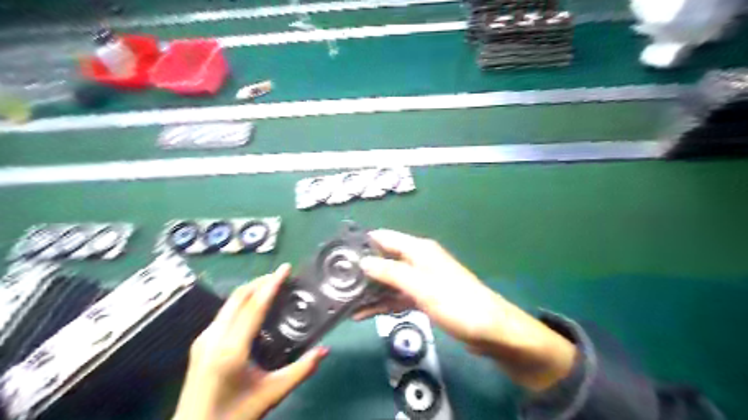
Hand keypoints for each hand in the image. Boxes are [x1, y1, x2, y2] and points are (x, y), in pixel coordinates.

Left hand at [176, 266, 328, 419]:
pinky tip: (255, 307)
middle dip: (261, 282)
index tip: (286, 268)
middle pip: (239, 297)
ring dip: (251, 290)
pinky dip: (242, 302)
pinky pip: (224, 312)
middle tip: (282, 276)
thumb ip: (301, 370)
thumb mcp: (272, 394)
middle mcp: (213, 337)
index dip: (272, 284)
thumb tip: (325, 349)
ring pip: (229, 303)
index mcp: (231, 349)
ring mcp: (204, 339)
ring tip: (272, 287)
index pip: (254, 307)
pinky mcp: (201, 343)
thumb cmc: (235, 415)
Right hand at [354, 230, 573, 390]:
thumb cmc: (456, 303)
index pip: (385, 238)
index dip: (364, 242)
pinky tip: (363, 313)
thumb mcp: (420, 286)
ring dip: (370, 289)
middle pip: (385, 259)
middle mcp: (418, 261)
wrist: (489, 331)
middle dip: (363, 269)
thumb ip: (391, 272)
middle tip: (336, 280)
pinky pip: (397, 296)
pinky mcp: (423, 298)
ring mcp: (420, 280)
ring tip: (344, 299)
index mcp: (419, 250)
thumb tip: (363, 261)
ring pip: (389, 280)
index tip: (339, 253)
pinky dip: (382, 303)